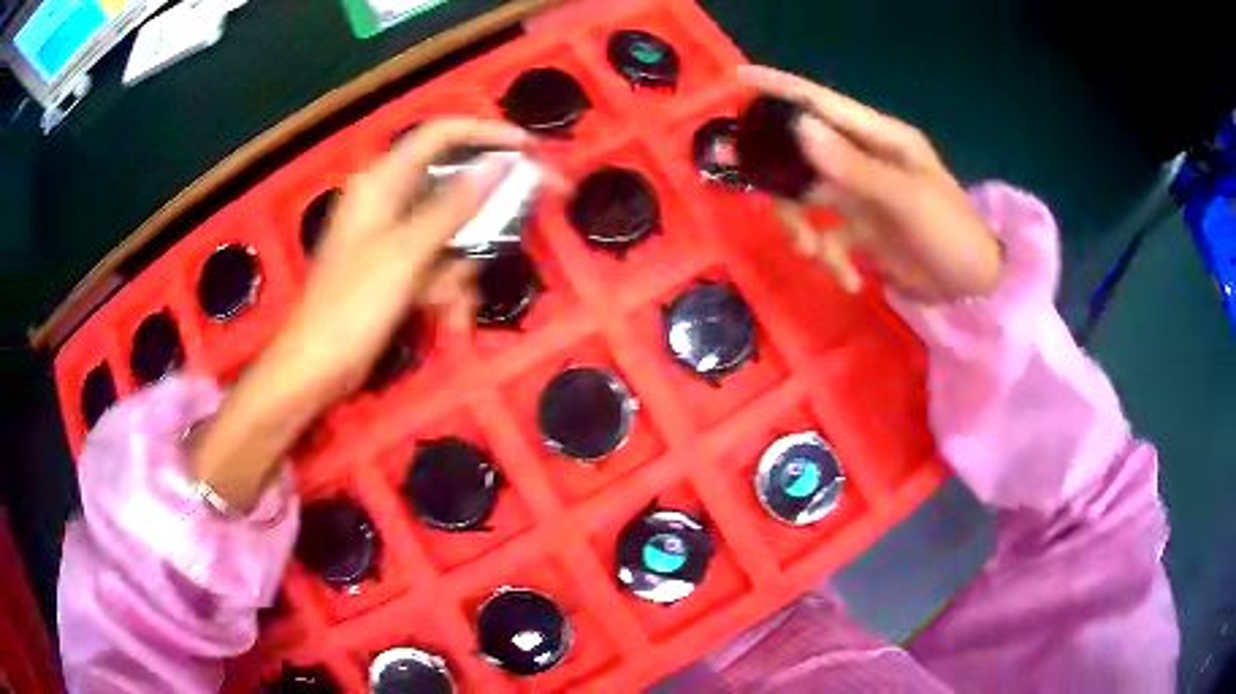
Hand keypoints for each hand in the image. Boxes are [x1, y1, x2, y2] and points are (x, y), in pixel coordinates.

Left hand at [265, 118, 528, 405]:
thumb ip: (453, 206)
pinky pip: (439, 263)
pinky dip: (447, 289)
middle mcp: (390, 199)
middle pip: (453, 185)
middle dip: (488, 212)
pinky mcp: (399, 266)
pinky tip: (446, 318)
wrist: (318, 367)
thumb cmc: (352, 306)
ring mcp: (395, 235)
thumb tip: (498, 164)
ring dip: (462, 268)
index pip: (440, 135)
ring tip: (453, 306)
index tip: (528, 147)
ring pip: (452, 232)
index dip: (486, 133)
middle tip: (533, 212)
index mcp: (382, 182)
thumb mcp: (405, 253)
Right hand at [738, 66, 1002, 301]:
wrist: (973, 286)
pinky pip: (825, 236)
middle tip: (750, 188)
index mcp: (879, 138)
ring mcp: (859, 195)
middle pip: (801, 154)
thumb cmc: (950, 232)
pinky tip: (851, 280)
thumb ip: (853, 167)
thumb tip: (799, 129)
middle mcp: (862, 159)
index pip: (822, 104)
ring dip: (801, 227)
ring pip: (805, 198)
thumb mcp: (906, 199)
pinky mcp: (859, 229)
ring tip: (815, 255)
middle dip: (777, 175)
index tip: (737, 81)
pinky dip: (830, 259)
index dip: (780, 89)